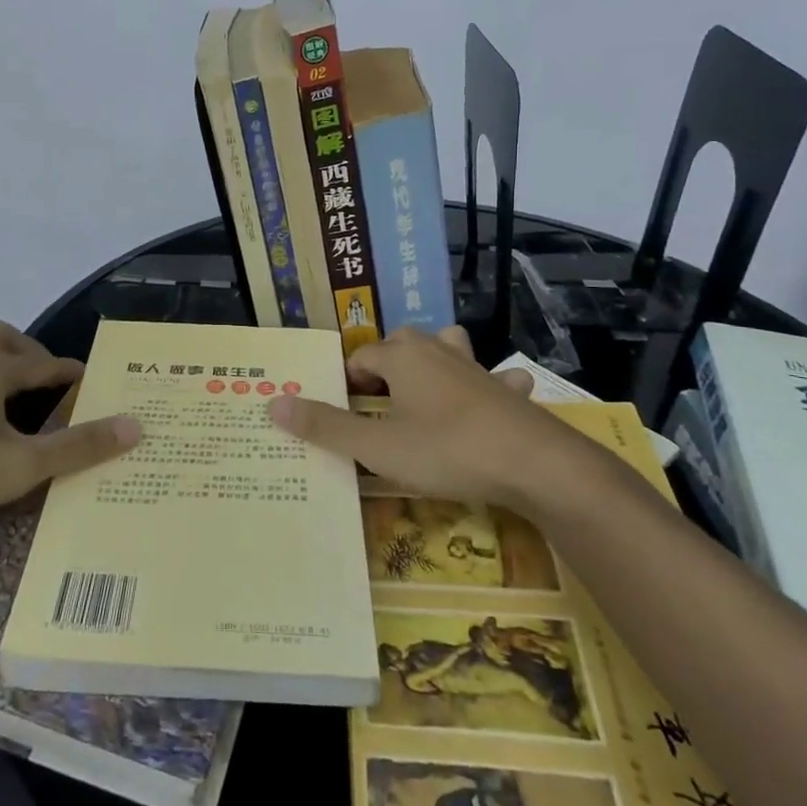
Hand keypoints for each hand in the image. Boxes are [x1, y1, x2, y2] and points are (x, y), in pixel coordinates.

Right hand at [267, 326, 579, 510]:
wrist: (533, 463)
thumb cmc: (446, 450)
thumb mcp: (377, 447)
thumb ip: (326, 427)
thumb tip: (273, 404)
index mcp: (402, 357)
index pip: (361, 356)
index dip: (347, 382)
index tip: (344, 413)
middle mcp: (437, 351)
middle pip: (401, 342)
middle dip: (385, 365)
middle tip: (376, 402)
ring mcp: (476, 368)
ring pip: (447, 345)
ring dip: (433, 359)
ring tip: (424, 387)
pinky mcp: (506, 391)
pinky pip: (494, 377)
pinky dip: (487, 383)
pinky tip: (491, 399)